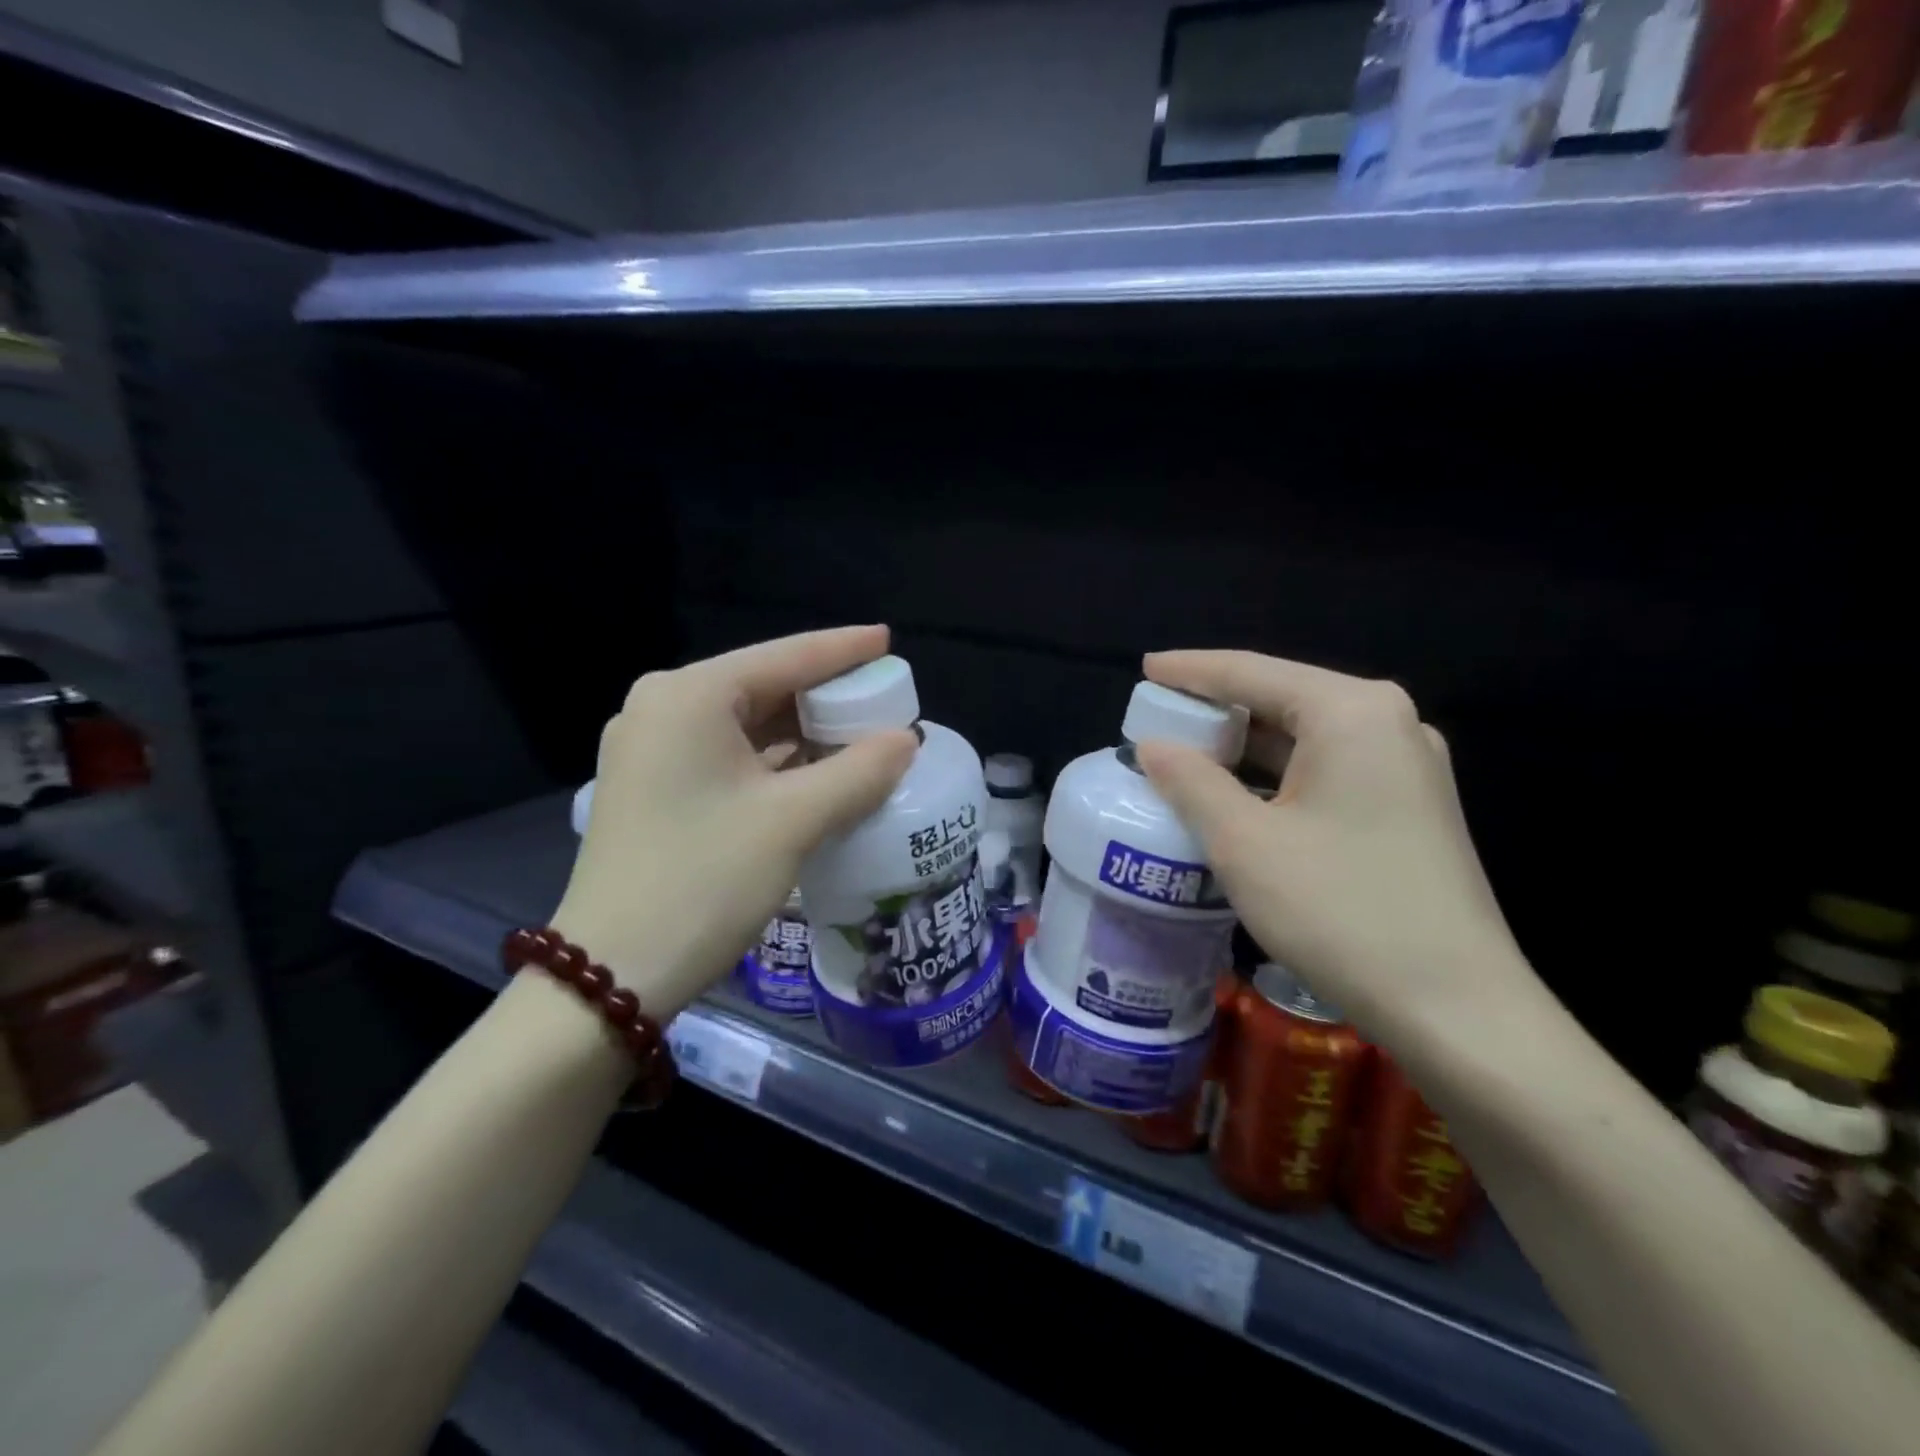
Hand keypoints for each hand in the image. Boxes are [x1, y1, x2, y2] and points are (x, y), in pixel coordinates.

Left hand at [553, 627, 916, 1016]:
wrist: (612, 975)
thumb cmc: (703, 881)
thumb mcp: (793, 822)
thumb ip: (859, 771)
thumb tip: (904, 739)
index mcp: (691, 697)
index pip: (784, 656)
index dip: (843, 649)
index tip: (888, 641)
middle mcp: (664, 709)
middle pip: (764, 686)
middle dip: (826, 695)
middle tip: (885, 699)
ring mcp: (653, 750)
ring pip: (748, 724)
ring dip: (804, 732)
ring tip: (864, 735)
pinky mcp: (655, 788)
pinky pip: (730, 756)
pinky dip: (777, 760)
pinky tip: (819, 771)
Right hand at [1135, 651, 1539, 1048]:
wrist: (1459, 1009)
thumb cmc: (1340, 911)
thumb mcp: (1243, 842)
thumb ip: (1190, 781)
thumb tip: (1153, 747)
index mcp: (1350, 712)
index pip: (1251, 671)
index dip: (1190, 670)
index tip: (1144, 670)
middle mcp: (1387, 722)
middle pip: (1281, 696)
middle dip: (1215, 707)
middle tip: (1155, 719)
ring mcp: (1406, 765)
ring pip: (1304, 735)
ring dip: (1243, 744)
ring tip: (1184, 753)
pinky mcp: (1409, 806)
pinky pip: (1326, 768)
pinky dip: (1275, 773)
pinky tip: (1237, 792)